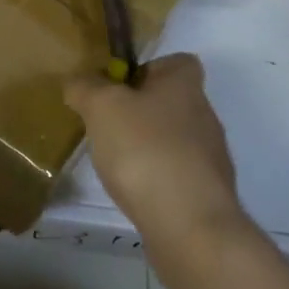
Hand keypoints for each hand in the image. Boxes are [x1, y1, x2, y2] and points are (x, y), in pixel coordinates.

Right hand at [64, 53, 244, 250]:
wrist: (190, 226)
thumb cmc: (146, 150)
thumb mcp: (102, 107)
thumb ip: (85, 88)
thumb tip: (78, 82)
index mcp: (185, 85)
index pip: (179, 62)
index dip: (150, 69)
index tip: (120, 87)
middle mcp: (205, 115)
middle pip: (173, 102)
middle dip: (141, 113)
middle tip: (108, 127)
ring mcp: (210, 158)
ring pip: (175, 141)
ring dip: (148, 148)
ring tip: (117, 165)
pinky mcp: (208, 195)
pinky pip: (177, 176)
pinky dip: (156, 181)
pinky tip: (135, 195)